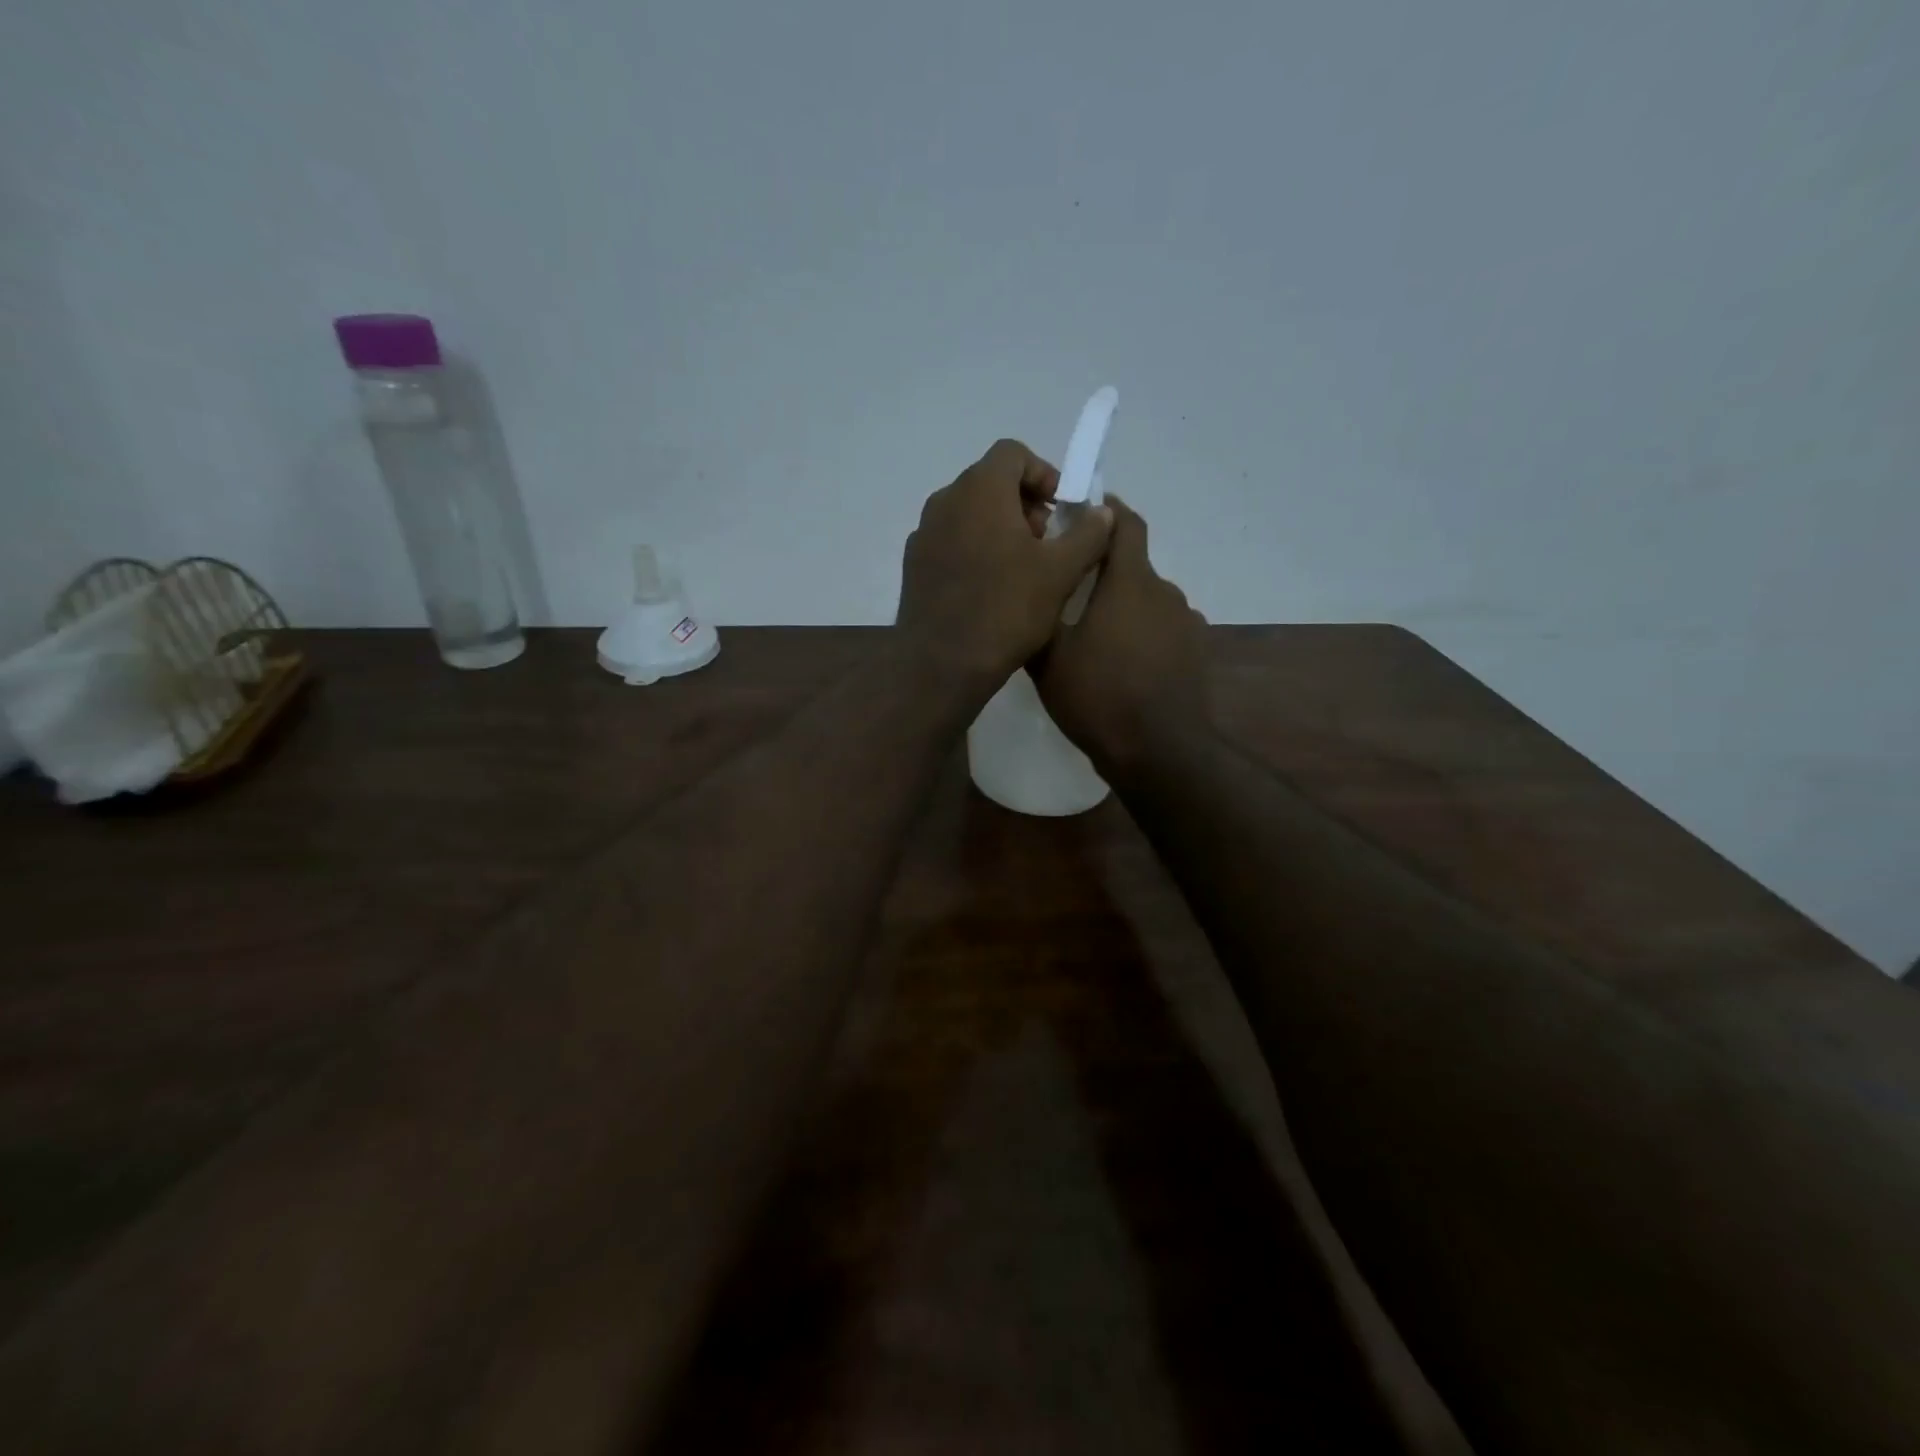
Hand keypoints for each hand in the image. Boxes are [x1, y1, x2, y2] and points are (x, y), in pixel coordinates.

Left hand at [897, 439, 1112, 687]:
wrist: (941, 664)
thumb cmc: (1006, 610)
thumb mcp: (1061, 572)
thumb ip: (1088, 533)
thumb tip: (1102, 512)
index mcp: (979, 490)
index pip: (1013, 454)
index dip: (1044, 474)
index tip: (1062, 509)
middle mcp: (944, 501)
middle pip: (989, 483)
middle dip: (1024, 504)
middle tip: (1048, 543)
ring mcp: (923, 534)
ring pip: (969, 514)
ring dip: (999, 528)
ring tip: (1022, 569)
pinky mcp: (914, 566)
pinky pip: (950, 542)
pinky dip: (974, 550)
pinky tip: (991, 590)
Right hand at [1031, 497, 1209, 772]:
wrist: (1159, 752)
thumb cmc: (1098, 696)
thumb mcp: (1049, 659)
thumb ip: (1041, 617)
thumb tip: (1034, 593)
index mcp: (1130, 582)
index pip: (1125, 524)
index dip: (1106, 510)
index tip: (1084, 510)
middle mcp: (1165, 593)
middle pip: (1134, 567)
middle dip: (1105, 572)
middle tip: (1072, 592)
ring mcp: (1186, 624)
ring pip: (1148, 602)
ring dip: (1124, 608)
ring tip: (1095, 637)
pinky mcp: (1196, 654)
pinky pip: (1163, 631)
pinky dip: (1142, 636)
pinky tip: (1123, 665)